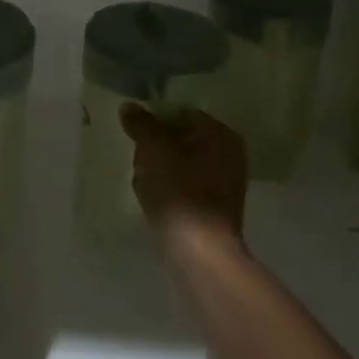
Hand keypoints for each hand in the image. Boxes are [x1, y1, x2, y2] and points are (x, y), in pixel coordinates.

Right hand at [120, 104, 247, 254]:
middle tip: (139, 163)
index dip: (154, 121)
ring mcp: (225, 181)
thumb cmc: (179, 193)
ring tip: (144, 185)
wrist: (200, 252)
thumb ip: (141, 124)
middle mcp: (229, 153)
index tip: (135, 136)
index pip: (181, 112)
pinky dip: (169, 189)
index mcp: (220, 133)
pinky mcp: (216, 205)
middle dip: (155, 148)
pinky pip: (186, 185)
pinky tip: (155, 201)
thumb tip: (129, 106)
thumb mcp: (153, 151)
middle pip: (180, 138)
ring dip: (158, 170)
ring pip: (180, 163)